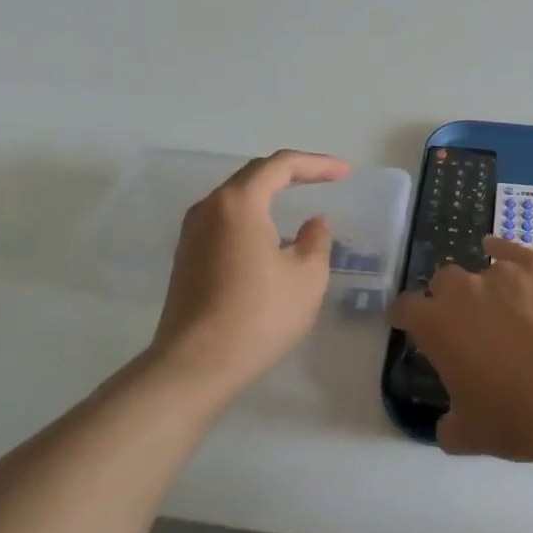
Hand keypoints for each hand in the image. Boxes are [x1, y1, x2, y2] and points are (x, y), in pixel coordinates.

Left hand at [151, 150, 349, 391]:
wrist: (194, 367)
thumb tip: (314, 223)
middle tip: (326, 179)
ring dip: (270, 195)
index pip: (281, 166)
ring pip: (237, 199)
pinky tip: (271, 238)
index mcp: (238, 203)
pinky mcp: (187, 259)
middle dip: (293, 174)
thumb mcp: (307, 277)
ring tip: (300, 203)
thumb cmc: (258, 316)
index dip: (317, 164)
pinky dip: (254, 218)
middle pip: (254, 176)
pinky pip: (225, 222)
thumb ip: (317, 240)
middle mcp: (209, 208)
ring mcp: (192, 234)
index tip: (345, 172)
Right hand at [389, 236, 532, 465]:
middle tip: (465, 324)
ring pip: (482, 270)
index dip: (405, 316)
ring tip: (505, 309)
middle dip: (447, 298)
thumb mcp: (469, 435)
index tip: (409, 324)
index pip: (405, 308)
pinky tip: (506, 256)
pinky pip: (513, 251)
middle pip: (443, 282)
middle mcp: (463, 290)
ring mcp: (504, 272)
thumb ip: (447, 424)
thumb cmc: (518, 418)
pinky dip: (506, 253)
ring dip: (485, 288)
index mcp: (436, 325)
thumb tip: (448, 423)